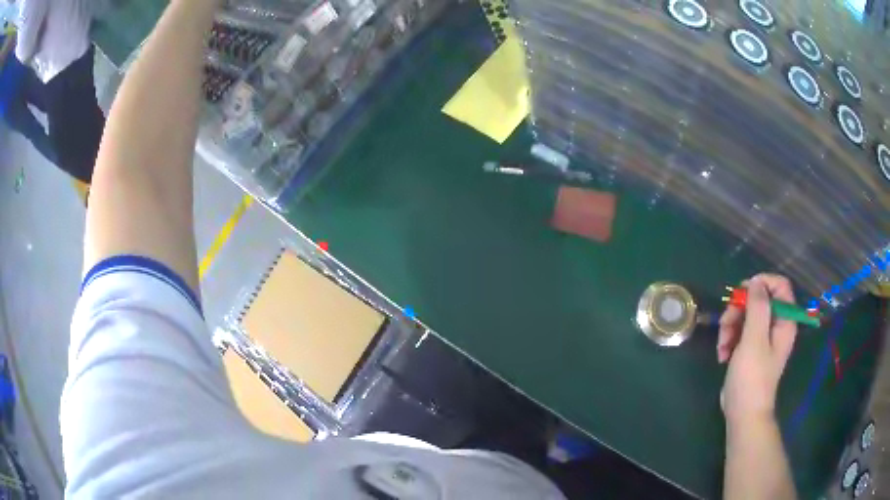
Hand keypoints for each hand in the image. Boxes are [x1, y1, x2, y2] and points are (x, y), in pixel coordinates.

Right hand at [717, 274, 797, 423]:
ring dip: (730, 326)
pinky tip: (723, 354)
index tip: (742, 291)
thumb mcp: (754, 340)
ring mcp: (763, 338)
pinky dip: (730, 339)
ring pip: (746, 315)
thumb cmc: (752, 377)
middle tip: (725, 322)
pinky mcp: (751, 349)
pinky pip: (741, 332)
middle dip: (739, 309)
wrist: (743, 414)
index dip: (762, 283)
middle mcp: (776, 326)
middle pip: (759, 300)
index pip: (780, 286)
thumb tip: (756, 282)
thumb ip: (757, 307)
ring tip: (722, 345)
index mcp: (784, 321)